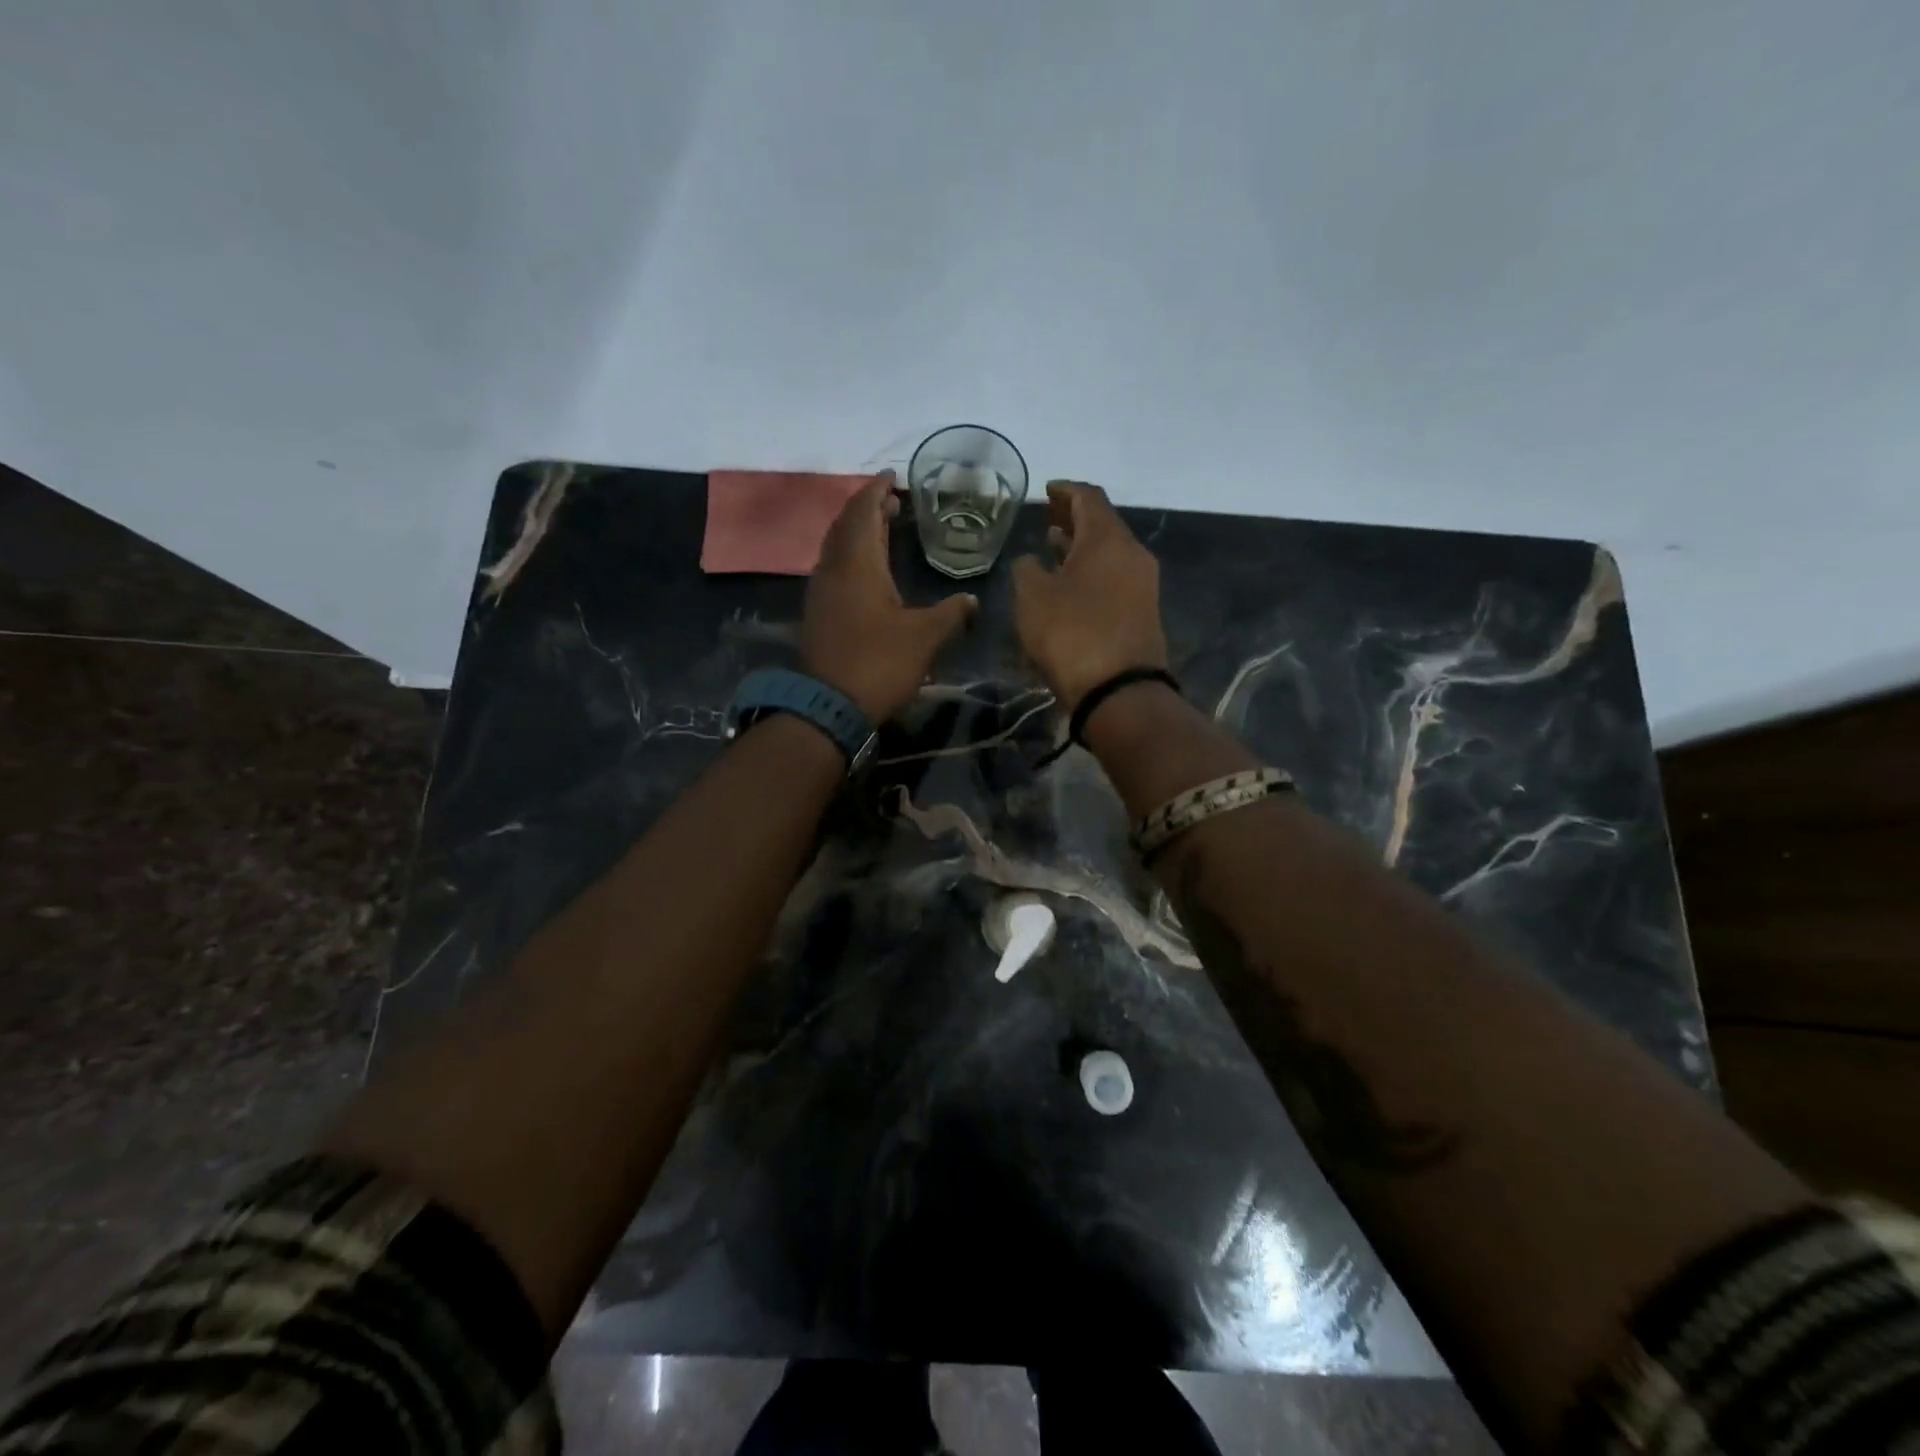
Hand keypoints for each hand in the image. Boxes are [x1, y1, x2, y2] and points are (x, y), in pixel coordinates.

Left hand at [802, 475, 977, 722]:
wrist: (829, 707)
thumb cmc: (879, 663)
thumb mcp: (924, 637)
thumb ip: (951, 614)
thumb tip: (973, 601)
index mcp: (858, 564)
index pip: (863, 512)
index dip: (876, 491)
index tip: (892, 477)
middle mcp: (833, 570)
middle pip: (846, 526)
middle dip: (867, 508)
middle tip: (892, 501)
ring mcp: (821, 593)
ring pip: (837, 548)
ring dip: (858, 533)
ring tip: (883, 529)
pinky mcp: (819, 615)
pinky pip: (834, 570)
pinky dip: (852, 558)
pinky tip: (868, 572)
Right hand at [1011, 480, 1168, 710]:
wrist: (1119, 690)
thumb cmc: (1070, 633)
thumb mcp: (1032, 597)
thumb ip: (1026, 569)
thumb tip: (1031, 561)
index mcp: (1107, 538)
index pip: (1089, 497)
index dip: (1065, 490)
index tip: (1046, 489)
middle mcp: (1132, 553)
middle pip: (1103, 524)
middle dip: (1074, 518)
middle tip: (1047, 516)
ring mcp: (1143, 584)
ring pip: (1109, 552)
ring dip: (1081, 546)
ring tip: (1053, 546)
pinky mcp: (1143, 612)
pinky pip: (1114, 577)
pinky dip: (1091, 570)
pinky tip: (1070, 583)